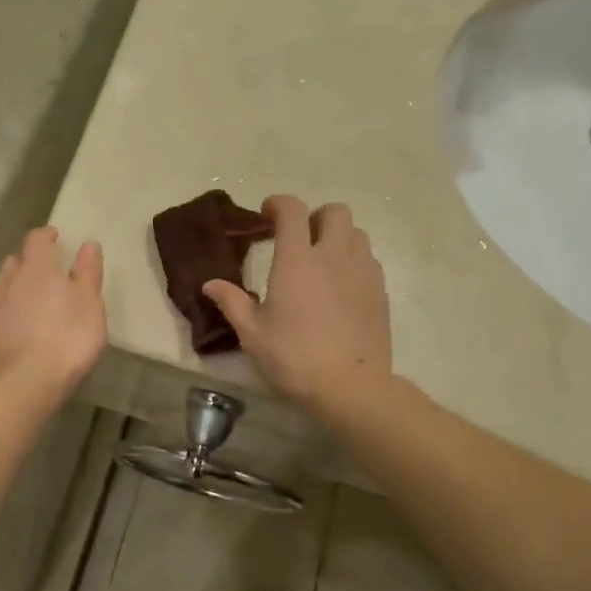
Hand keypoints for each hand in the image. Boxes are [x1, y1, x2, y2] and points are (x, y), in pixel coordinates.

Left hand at [0, 227, 105, 401]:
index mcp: (37, 267)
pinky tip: (18, 327)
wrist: (21, 383)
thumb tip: (88, 244)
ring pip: (3, 285)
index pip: (36, 239)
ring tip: (32, 300)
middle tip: (46, 272)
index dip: (46, 235)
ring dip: (16, 286)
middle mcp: (9, 280)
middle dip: (29, 262)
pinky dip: (7, 311)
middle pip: (15, 260)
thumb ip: (88, 272)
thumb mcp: (90, 304)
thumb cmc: (66, 338)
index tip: (55, 237)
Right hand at [203, 195, 391, 411]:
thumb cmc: (294, 357)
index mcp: (297, 259)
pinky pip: (369, 260)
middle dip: (315, 217)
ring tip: (322, 262)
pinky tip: (342, 286)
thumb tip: (210, 284)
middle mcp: (333, 255)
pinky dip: (354, 261)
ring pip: (356, 233)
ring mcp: (362, 272)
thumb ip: (232, 302)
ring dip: (338, 237)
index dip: (278, 204)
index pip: (292, 210)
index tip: (266, 215)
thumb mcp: (253, 333)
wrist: (351, 386)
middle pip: (334, 211)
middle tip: (299, 239)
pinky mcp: (380, 291)